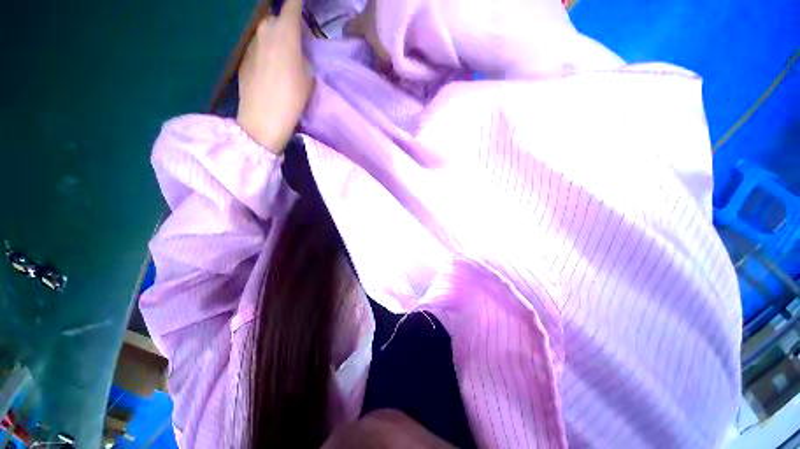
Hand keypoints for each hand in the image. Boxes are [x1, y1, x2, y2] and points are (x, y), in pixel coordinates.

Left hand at [237, 0, 312, 153]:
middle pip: (277, 18)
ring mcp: (251, 42)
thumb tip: (296, 51)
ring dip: (275, 40)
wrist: (263, 118)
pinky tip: (271, 71)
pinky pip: (258, 47)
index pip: (292, 3)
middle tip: (297, 43)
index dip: (299, 2)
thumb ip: (303, 57)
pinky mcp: (243, 56)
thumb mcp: (308, 77)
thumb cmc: (292, 98)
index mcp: (285, 31)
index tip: (303, 5)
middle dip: (287, 26)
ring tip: (284, 61)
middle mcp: (265, 29)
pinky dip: (266, 52)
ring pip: (266, 33)